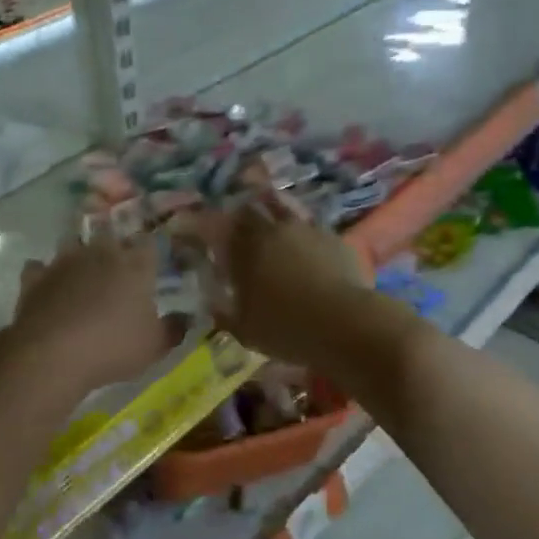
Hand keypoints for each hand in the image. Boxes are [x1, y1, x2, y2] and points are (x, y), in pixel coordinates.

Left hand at [9, 230, 177, 392]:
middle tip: (118, 267)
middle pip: (110, 236)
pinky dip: (44, 274)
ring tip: (82, 272)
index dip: (152, 251)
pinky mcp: (34, 277)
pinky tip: (48, 286)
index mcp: (134, 264)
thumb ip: (173, 329)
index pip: (149, 243)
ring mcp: (63, 262)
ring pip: (72, 243)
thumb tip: (186, 319)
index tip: (154, 262)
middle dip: (114, 247)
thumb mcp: (154, 346)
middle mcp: (100, 253)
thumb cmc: (113, 347)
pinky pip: (39, 267)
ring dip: (78, 254)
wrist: (52, 354)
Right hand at [208, 195, 369, 365]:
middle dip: (239, 214)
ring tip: (270, 221)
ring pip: (283, 208)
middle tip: (235, 224)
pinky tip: (304, 243)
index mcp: (244, 250)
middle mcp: (273, 231)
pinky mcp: (335, 238)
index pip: (216, 226)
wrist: (346, 324)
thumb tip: (210, 302)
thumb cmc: (287, 330)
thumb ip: (223, 312)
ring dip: (272, 211)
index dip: (202, 225)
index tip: (192, 229)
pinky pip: (311, 225)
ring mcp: (306, 230)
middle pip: (250, 209)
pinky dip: (301, 230)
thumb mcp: (244, 330)